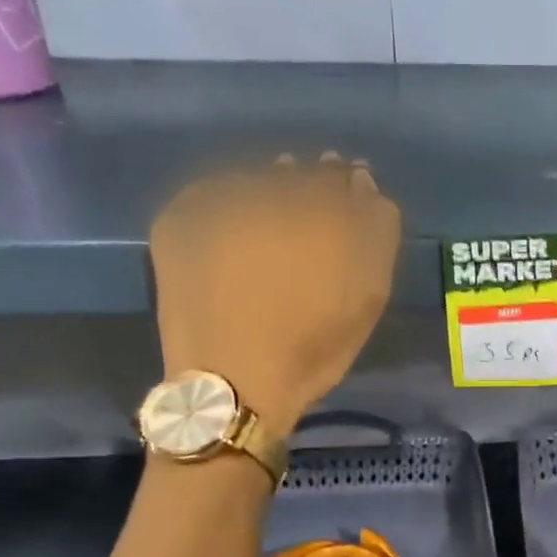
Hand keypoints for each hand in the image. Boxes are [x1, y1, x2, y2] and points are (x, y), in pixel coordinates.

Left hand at [150, 154, 399, 436]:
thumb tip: (361, 183)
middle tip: (309, 215)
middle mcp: (267, 192)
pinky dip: (228, 203)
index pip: (343, 177)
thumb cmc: (312, 347)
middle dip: (310, 186)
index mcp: (322, 210)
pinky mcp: (179, 217)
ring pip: (255, 178)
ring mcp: (218, 201)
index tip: (349, 202)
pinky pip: (212, 192)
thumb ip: (376, 231)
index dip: (349, 187)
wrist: (232, 383)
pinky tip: (236, 231)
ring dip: (269, 191)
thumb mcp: (368, 296)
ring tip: (273, 224)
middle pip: (299, 172)